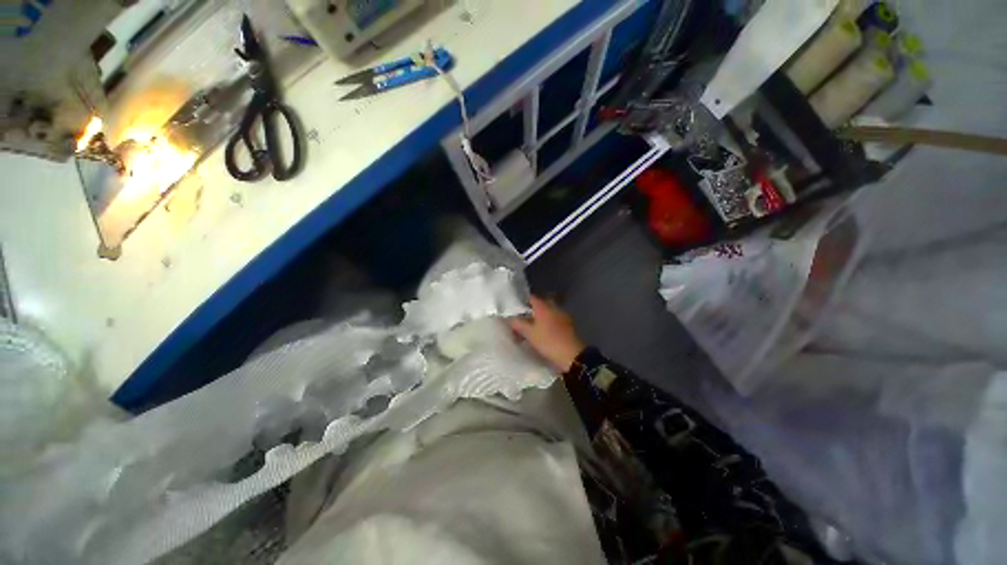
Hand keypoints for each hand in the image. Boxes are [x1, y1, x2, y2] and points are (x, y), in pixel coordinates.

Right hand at [509, 296, 585, 372]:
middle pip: (540, 303)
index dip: (522, 301)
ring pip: (548, 311)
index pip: (531, 297)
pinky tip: (543, 331)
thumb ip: (518, 323)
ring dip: (540, 316)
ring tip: (532, 326)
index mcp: (543, 306)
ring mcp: (562, 315)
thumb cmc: (548, 341)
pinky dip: (548, 322)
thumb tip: (509, 317)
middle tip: (523, 318)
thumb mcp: (529, 333)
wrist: (572, 355)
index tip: (515, 308)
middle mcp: (553, 307)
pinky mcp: (568, 324)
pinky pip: (554, 318)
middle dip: (532, 309)